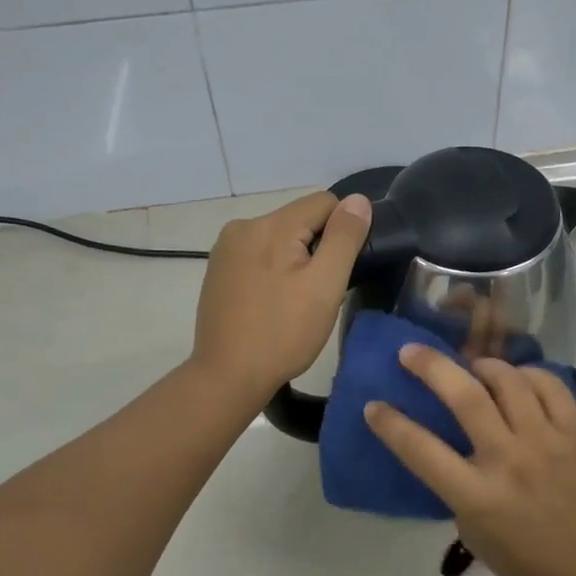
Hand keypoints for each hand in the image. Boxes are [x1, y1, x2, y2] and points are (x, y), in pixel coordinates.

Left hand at [191, 191, 372, 404]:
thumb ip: (344, 238)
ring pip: (279, 239)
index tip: (338, 272)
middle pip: (300, 220)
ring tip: (294, 302)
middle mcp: (243, 226)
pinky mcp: (218, 269)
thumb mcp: (325, 286)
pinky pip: (259, 255)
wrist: (228, 376)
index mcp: (271, 225)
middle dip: (316, 248)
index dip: (342, 233)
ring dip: (294, 260)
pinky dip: (272, 271)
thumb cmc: (283, 333)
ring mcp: (226, 248)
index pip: (325, 203)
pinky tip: (271, 303)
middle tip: (317, 294)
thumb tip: (358, 200)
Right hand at [365, 345, 575, 575]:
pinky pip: (549, 385)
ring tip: (472, 368)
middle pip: (465, 397)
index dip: (391, 424)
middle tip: (410, 352)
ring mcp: (547, 441)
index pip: (421, 450)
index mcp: (478, 496)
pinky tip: (516, 380)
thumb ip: (457, 487)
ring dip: (481, 366)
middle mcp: (510, 460)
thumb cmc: (528, 562)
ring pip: (508, 380)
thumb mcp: (474, 534)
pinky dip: (526, 374)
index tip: (373, 406)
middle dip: (431, 367)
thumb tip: (450, 447)